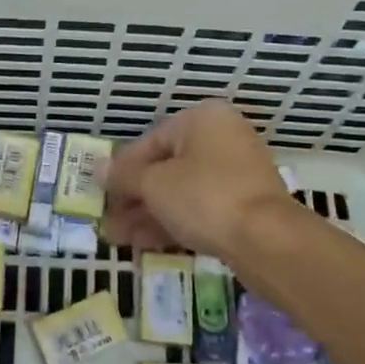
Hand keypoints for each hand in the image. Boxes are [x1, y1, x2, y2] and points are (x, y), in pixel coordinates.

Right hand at [104, 101, 290, 258]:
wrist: (268, 241)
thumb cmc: (204, 197)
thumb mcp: (154, 184)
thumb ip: (123, 176)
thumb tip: (97, 168)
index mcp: (202, 119)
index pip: (150, 141)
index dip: (121, 169)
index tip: (100, 193)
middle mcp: (222, 138)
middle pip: (165, 167)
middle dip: (133, 197)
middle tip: (107, 221)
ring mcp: (236, 173)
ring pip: (181, 191)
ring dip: (148, 214)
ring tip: (118, 239)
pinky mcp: (244, 205)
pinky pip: (200, 208)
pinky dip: (173, 221)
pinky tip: (144, 244)